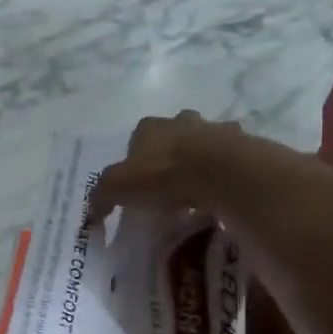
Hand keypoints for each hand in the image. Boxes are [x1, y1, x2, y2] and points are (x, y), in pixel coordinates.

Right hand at [88, 110, 252, 220]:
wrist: (219, 171)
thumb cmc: (162, 174)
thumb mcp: (118, 187)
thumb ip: (102, 196)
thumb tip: (91, 212)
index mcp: (150, 127)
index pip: (138, 137)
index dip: (137, 158)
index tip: (140, 182)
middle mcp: (182, 121)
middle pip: (174, 134)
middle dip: (171, 153)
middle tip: (169, 184)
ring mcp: (215, 129)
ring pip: (205, 143)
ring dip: (201, 160)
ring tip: (198, 190)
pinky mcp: (242, 145)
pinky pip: (231, 158)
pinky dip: (225, 172)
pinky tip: (221, 192)